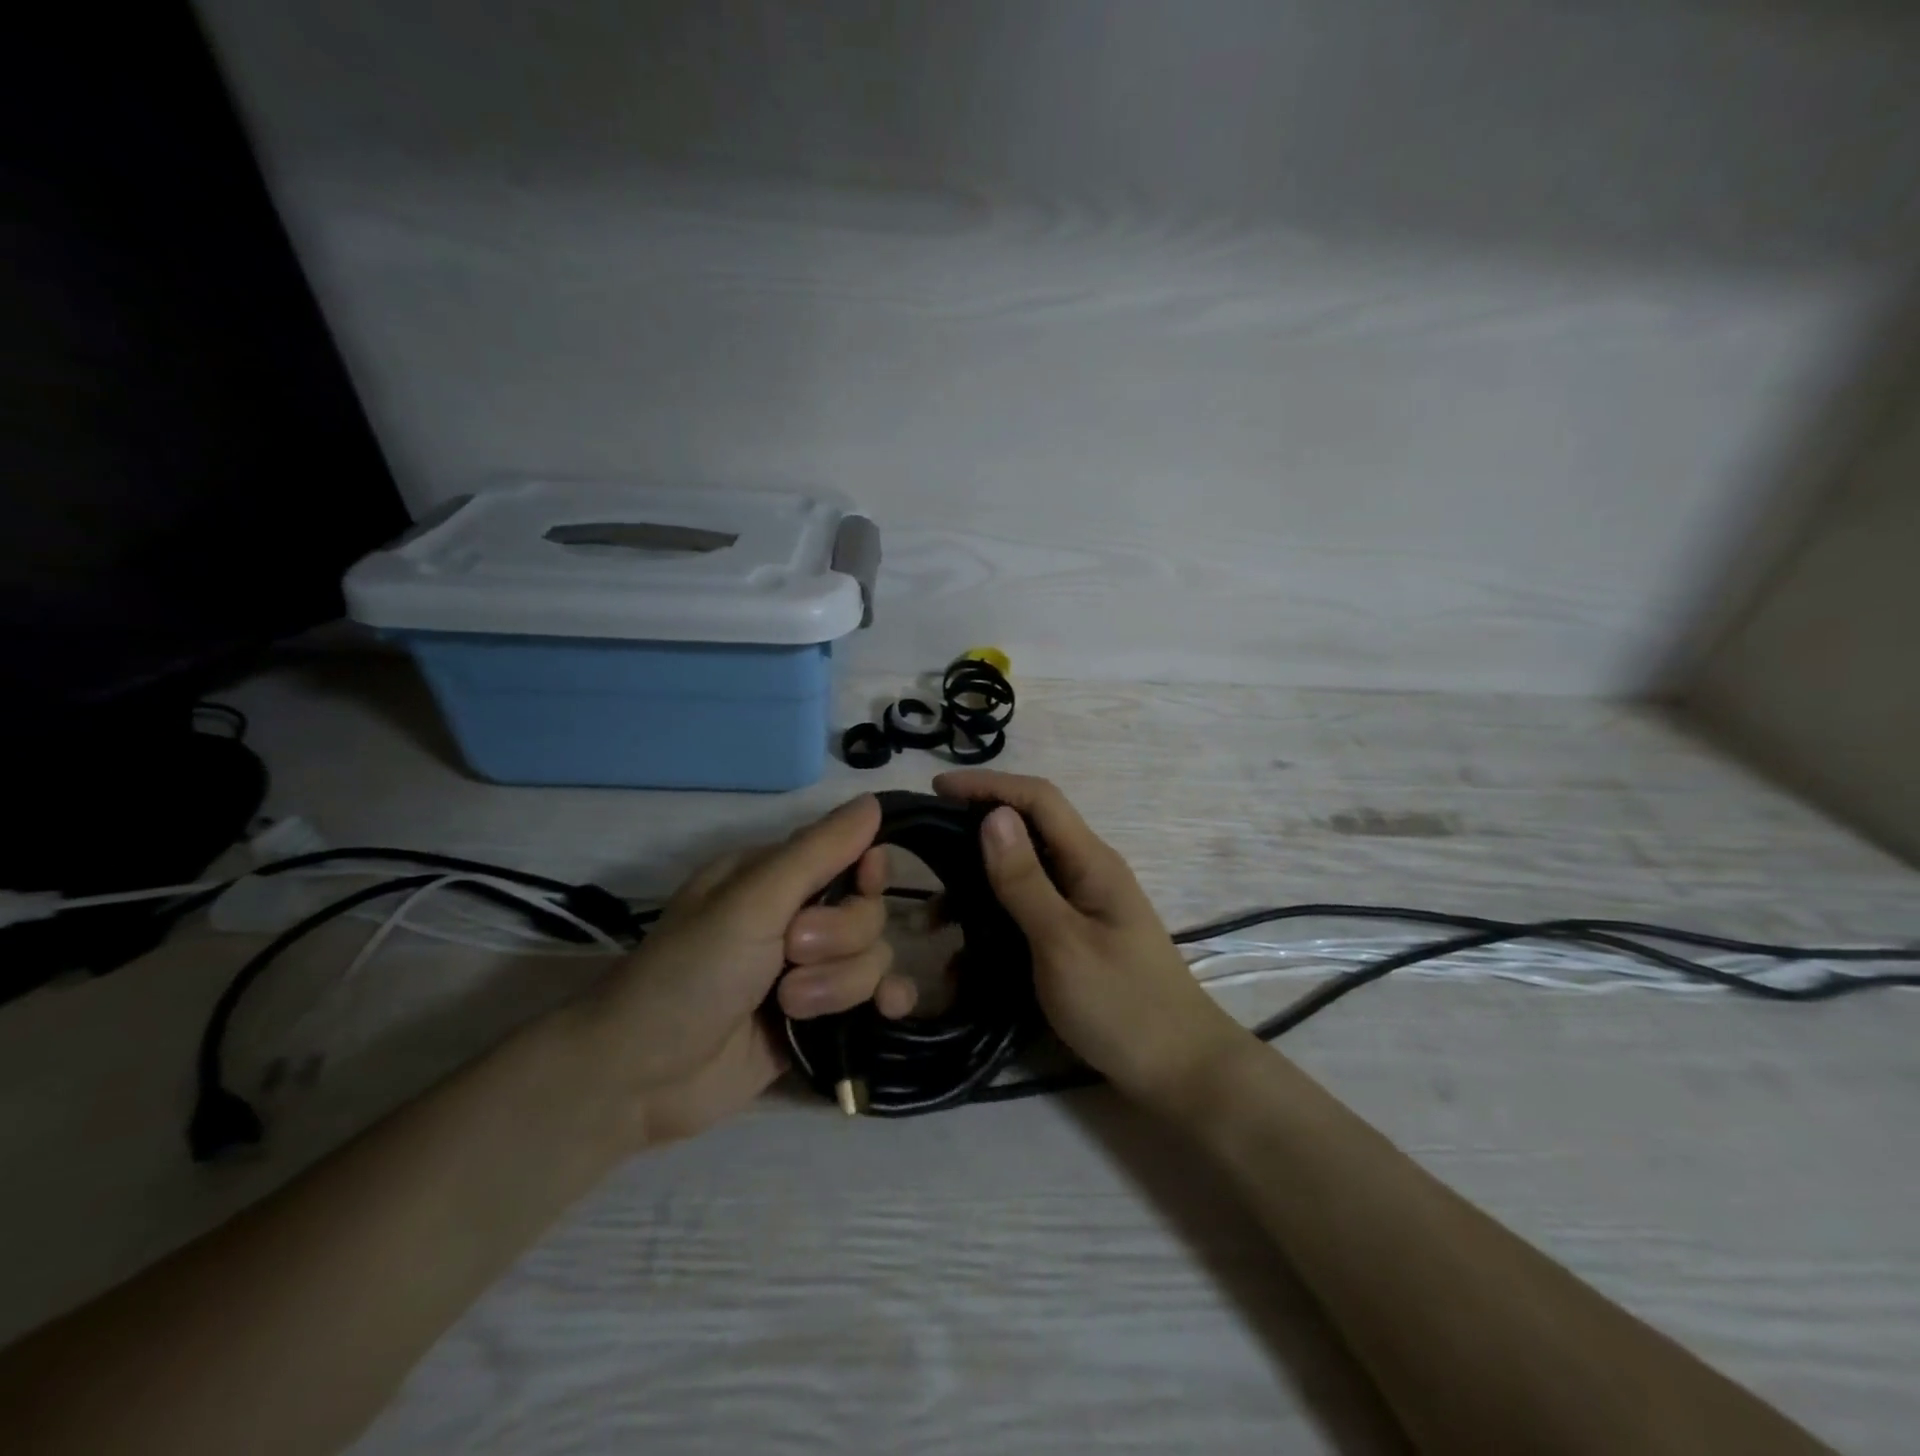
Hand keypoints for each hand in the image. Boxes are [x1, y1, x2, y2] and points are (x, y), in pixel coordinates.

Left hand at [581, 795, 917, 1146]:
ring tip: (791, 1006)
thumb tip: (873, 801)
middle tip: (790, 954)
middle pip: (868, 911)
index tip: (864, 884)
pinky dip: (887, 1000)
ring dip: (841, 983)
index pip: (852, 856)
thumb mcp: (751, 903)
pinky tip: (887, 1011)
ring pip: (874, 957)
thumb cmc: (689, 973)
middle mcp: (798, 918)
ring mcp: (811, 971)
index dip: (868, 871)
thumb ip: (817, 852)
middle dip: (840, 938)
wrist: (642, 1079)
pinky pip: (877, 996)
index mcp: (776, 878)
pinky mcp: (820, 1018)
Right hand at [934, 770, 1248, 1108]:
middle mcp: (1087, 873)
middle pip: (1027, 832)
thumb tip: (993, 815)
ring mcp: (1084, 907)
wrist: (1180, 1071)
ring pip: (1022, 877)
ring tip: (934, 919)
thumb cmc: (1122, 1005)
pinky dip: (993, 925)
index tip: (937, 789)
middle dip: (974, 835)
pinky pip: (1027, 915)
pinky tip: (964, 961)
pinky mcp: (1077, 938)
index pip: (1038, 799)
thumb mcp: (1063, 943)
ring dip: (978, 889)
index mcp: (1091, 862)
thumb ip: (1025, 881)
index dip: (988, 785)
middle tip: (927, 855)